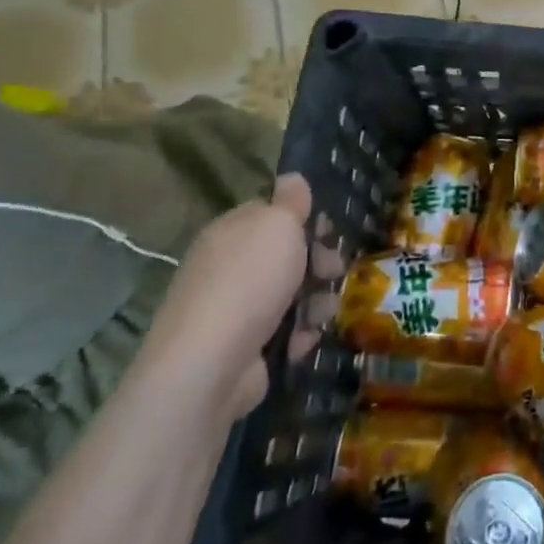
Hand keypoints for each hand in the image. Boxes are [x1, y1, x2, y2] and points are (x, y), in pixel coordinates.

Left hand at [134, 173, 341, 420]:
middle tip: (334, 270)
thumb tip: (291, 177)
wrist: (209, 366)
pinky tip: (304, 340)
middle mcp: (227, 267)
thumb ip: (290, 200)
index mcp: (230, 231)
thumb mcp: (278, 225)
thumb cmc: (249, 282)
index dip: (303, 219)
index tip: (329, 230)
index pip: (270, 214)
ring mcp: (232, 310)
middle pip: (284, 256)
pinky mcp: (242, 349)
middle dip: (317, 262)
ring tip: (323, 312)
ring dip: (315, 301)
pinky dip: (298, 335)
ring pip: (289, 295)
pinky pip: (282, 332)